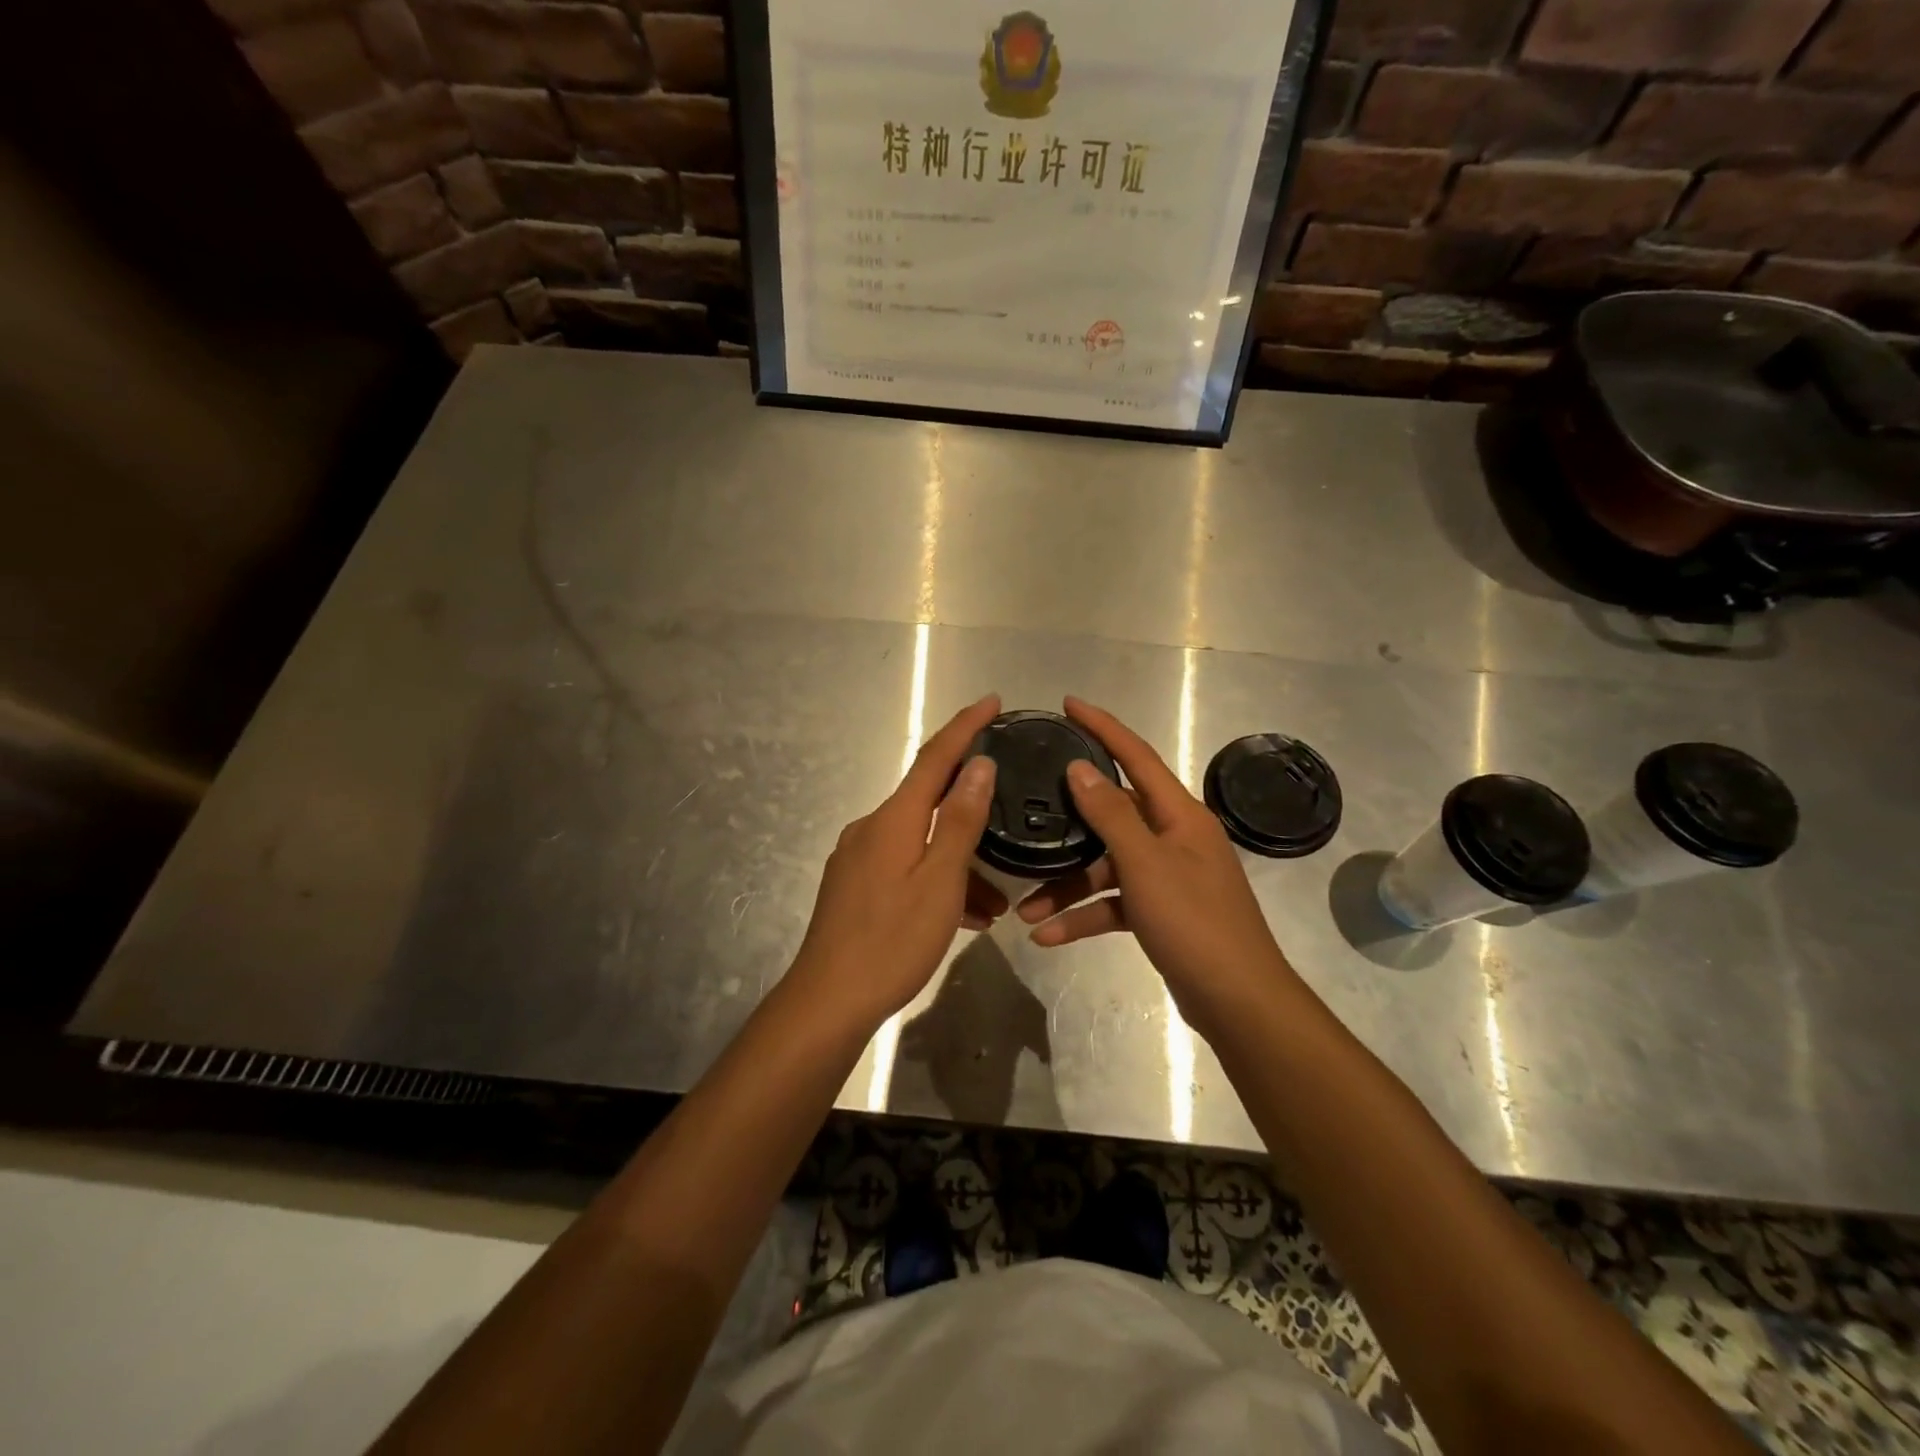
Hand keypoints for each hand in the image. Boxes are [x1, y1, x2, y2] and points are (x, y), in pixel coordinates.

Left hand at [787, 694, 1005, 1030]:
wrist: (828, 1001)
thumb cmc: (891, 941)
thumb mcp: (939, 881)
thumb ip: (959, 820)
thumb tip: (979, 765)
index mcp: (892, 819)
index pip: (934, 757)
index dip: (965, 727)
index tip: (992, 701)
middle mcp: (870, 828)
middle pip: (928, 801)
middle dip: (971, 810)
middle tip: (1008, 819)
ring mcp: (858, 859)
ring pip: (920, 843)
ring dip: (958, 862)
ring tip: (997, 901)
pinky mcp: (854, 888)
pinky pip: (905, 869)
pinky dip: (936, 882)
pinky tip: (962, 917)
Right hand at [1016, 697, 1297, 1038]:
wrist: (1238, 1001)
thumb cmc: (1194, 922)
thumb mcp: (1146, 864)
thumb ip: (1111, 814)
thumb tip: (1081, 768)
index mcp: (1180, 815)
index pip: (1137, 756)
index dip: (1103, 727)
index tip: (1069, 705)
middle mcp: (1174, 838)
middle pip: (1112, 816)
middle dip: (1068, 823)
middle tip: (1028, 802)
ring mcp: (1167, 877)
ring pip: (1106, 868)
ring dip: (1067, 887)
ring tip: (1025, 909)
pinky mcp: (1159, 912)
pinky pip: (1113, 904)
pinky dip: (1084, 917)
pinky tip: (1048, 936)